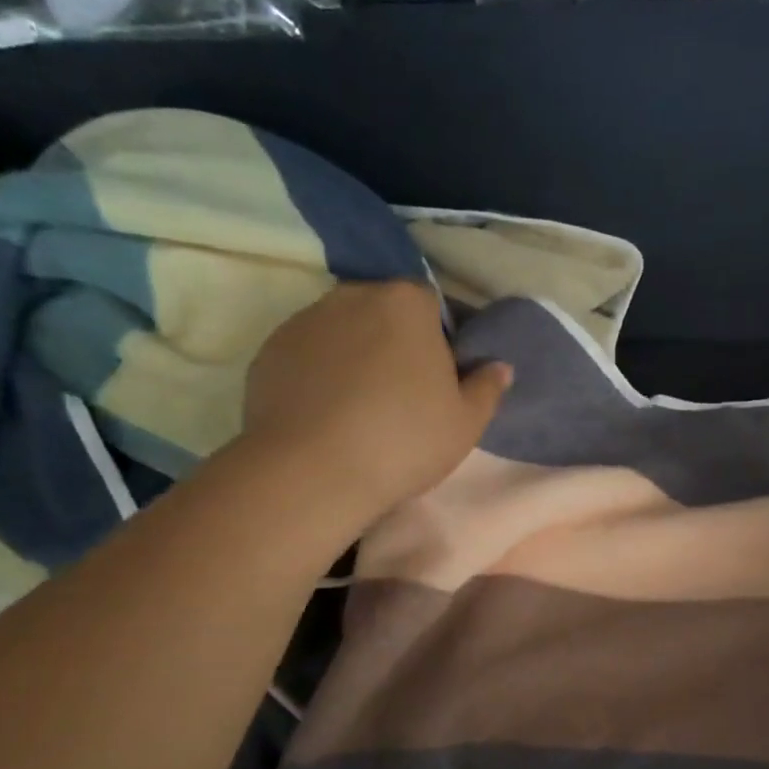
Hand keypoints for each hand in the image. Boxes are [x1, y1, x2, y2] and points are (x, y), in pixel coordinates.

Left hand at [240, 282, 510, 526]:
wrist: (312, 472)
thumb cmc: (404, 440)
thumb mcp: (466, 423)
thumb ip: (487, 388)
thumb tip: (499, 366)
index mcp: (406, 302)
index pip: (431, 304)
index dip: (438, 339)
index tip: (439, 377)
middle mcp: (352, 296)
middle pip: (383, 312)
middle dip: (394, 343)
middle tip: (402, 395)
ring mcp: (304, 321)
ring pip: (342, 332)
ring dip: (354, 356)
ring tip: (358, 409)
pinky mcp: (269, 351)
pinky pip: (307, 356)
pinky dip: (318, 375)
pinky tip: (325, 415)